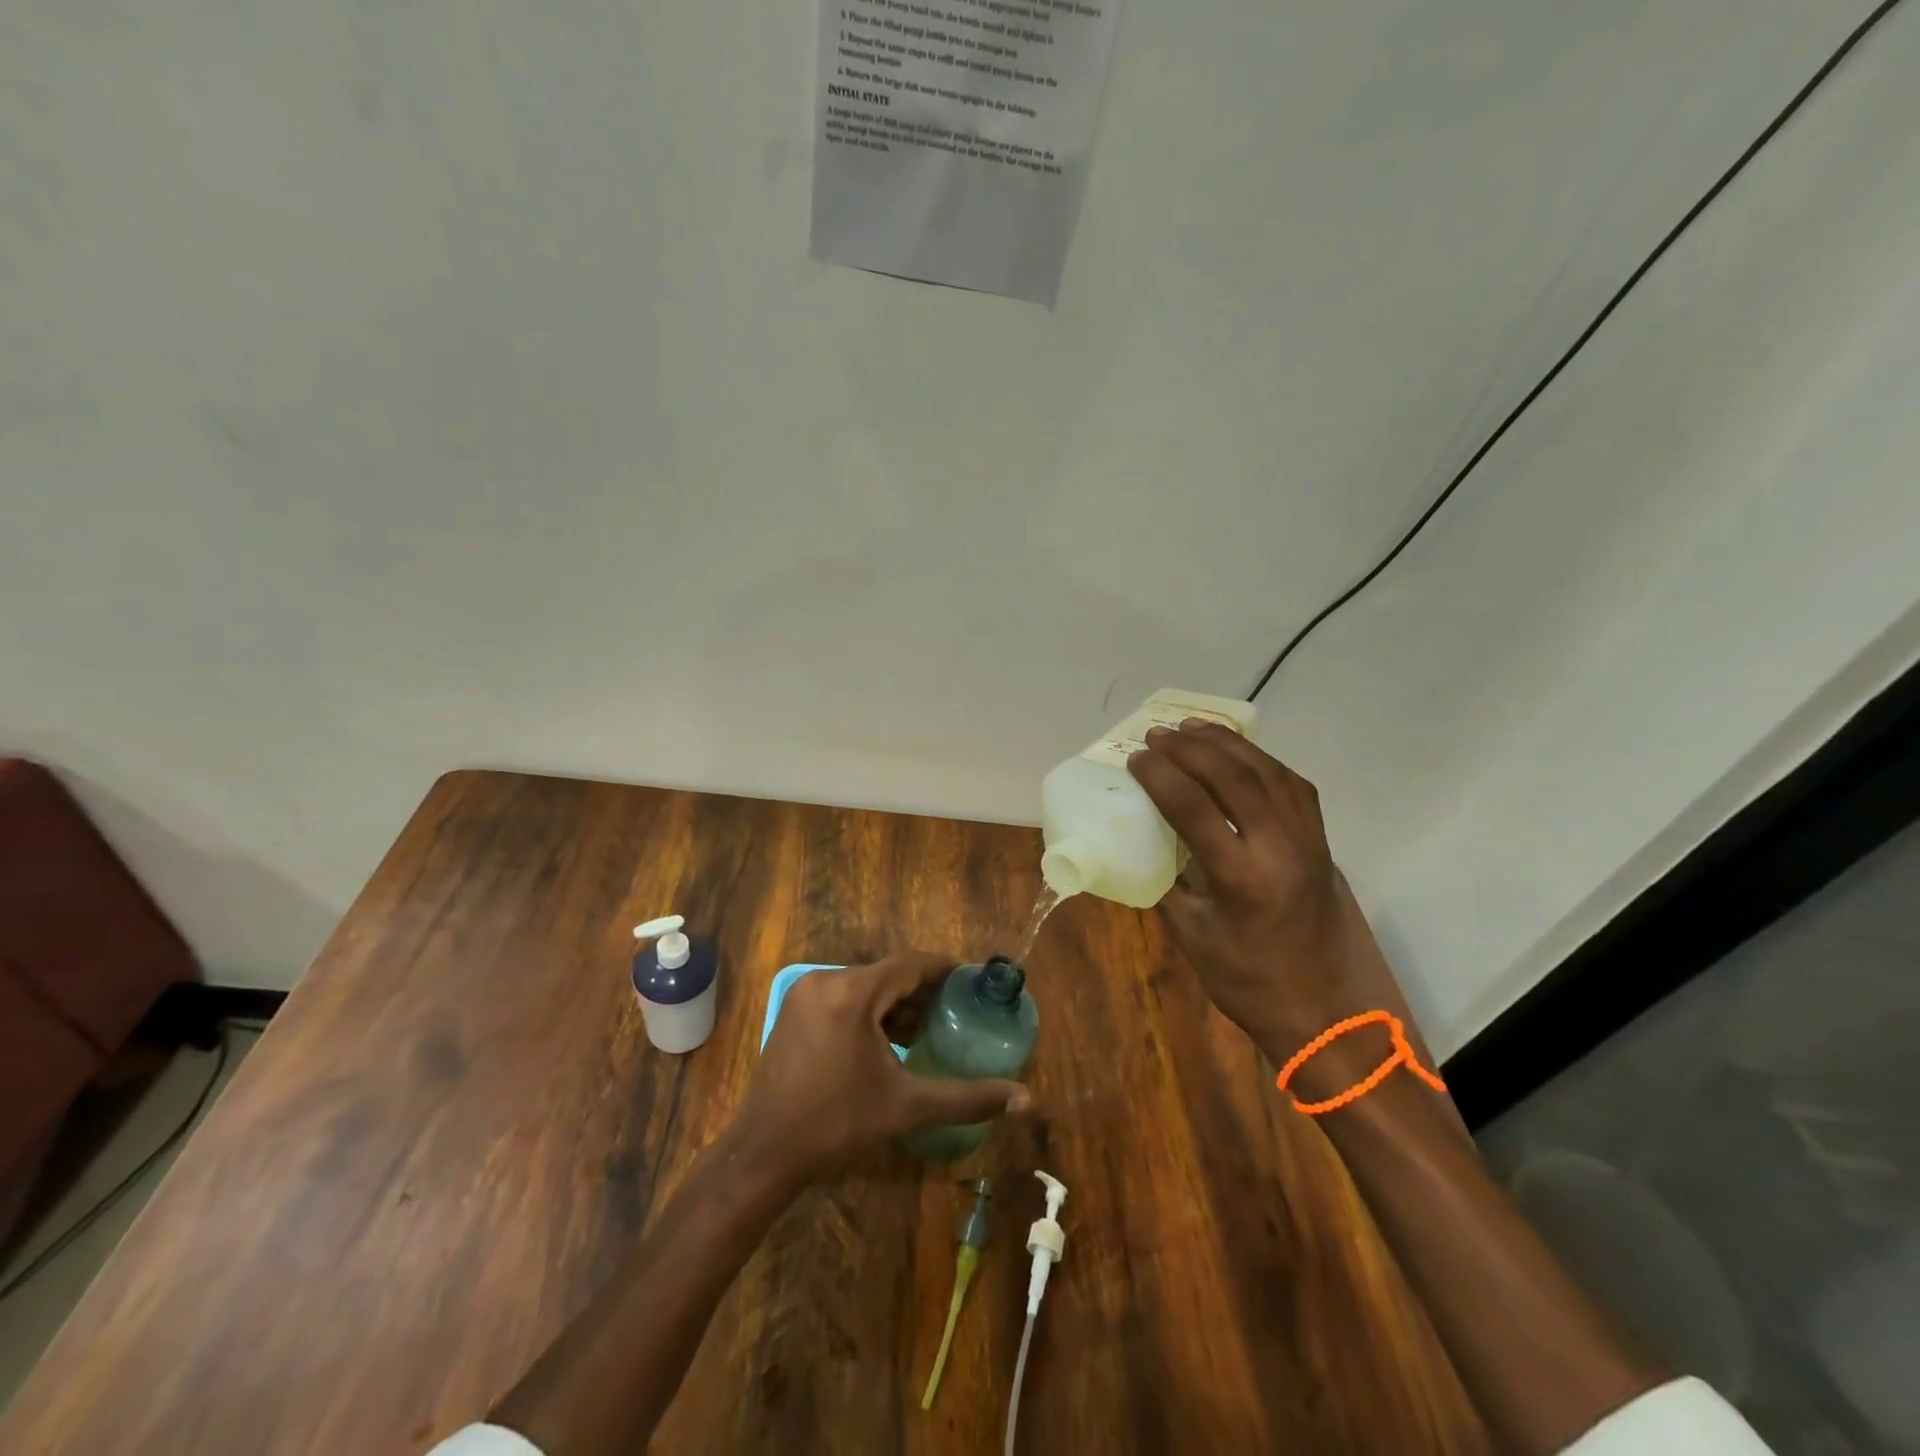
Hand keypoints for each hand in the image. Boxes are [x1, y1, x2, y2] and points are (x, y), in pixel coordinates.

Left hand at [730, 952, 1031, 1183]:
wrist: (762, 1154)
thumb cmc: (836, 1125)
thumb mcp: (906, 1107)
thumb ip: (967, 1098)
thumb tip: (1026, 1100)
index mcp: (852, 993)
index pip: (911, 964)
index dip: (944, 969)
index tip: (972, 981)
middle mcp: (826, 981)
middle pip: (887, 974)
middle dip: (922, 990)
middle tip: (954, 1011)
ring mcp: (805, 994)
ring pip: (865, 986)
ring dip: (896, 1002)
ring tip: (927, 1028)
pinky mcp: (794, 1011)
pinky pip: (843, 997)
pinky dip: (869, 1011)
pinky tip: (888, 1039)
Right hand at [1125, 721, 1421, 1067]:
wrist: (1327, 1012)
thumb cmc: (1249, 982)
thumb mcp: (1193, 936)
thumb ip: (1170, 882)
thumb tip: (1148, 843)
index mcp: (1242, 876)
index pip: (1193, 807)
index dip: (1160, 776)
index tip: (1136, 758)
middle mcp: (1280, 847)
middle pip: (1233, 776)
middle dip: (1190, 748)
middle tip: (1158, 733)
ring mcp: (1307, 841)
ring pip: (1268, 771)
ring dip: (1227, 744)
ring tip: (1194, 727)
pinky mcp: (1321, 842)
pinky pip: (1292, 785)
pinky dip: (1261, 761)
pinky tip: (1240, 755)